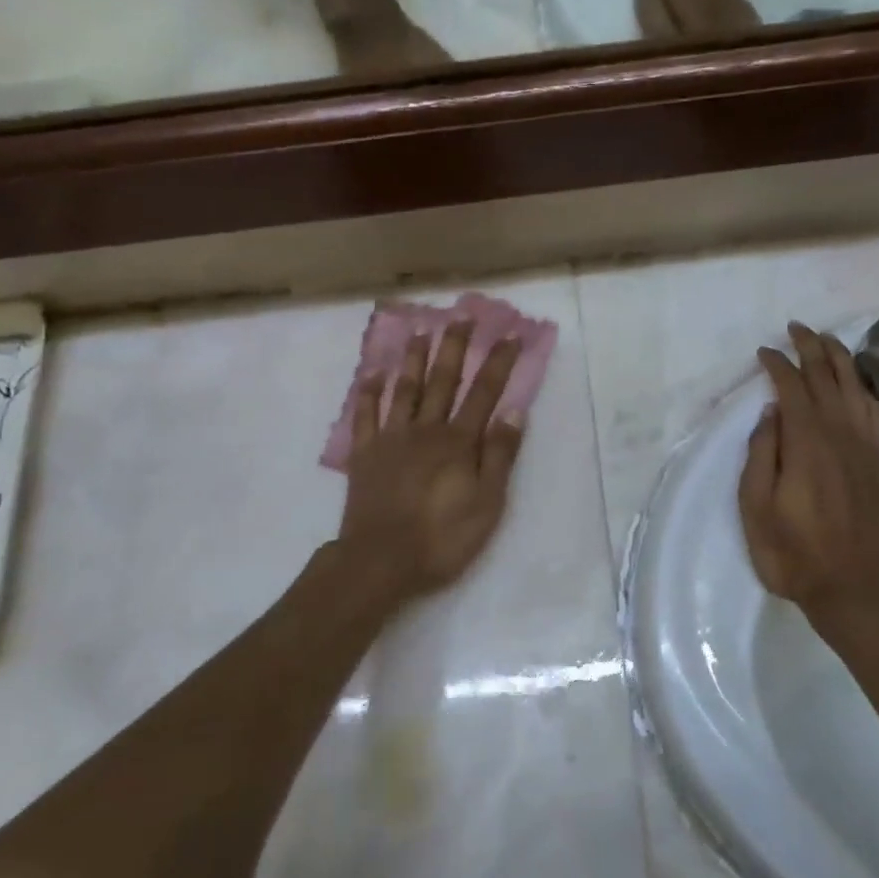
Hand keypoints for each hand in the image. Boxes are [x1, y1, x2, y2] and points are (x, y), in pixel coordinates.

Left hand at [335, 320, 525, 604]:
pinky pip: (365, 415)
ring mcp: (391, 439)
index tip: (511, 335)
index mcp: (458, 442)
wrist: (380, 561)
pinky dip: (369, 392)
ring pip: (405, 389)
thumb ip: (499, 456)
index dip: (499, 363)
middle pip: (443, 381)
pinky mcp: (364, 454)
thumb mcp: (487, 503)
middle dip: (455, 347)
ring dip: (414, 358)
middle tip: (462, 316)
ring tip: (420, 331)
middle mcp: (425, 430)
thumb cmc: (441, 537)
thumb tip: (514, 412)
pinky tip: (372, 373)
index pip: (484, 393)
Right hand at [739, 323, 878, 650]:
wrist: (853, 589)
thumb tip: (772, 413)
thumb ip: (762, 455)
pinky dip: (868, 390)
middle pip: (828, 379)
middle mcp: (842, 436)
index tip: (764, 352)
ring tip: (827, 341)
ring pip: (857, 389)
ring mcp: (868, 448)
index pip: (793, 389)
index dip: (778, 365)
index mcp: (807, 444)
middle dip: (811, 348)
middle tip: (796, 328)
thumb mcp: (756, 508)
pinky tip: (860, 385)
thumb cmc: (793, 553)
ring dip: (841, 360)